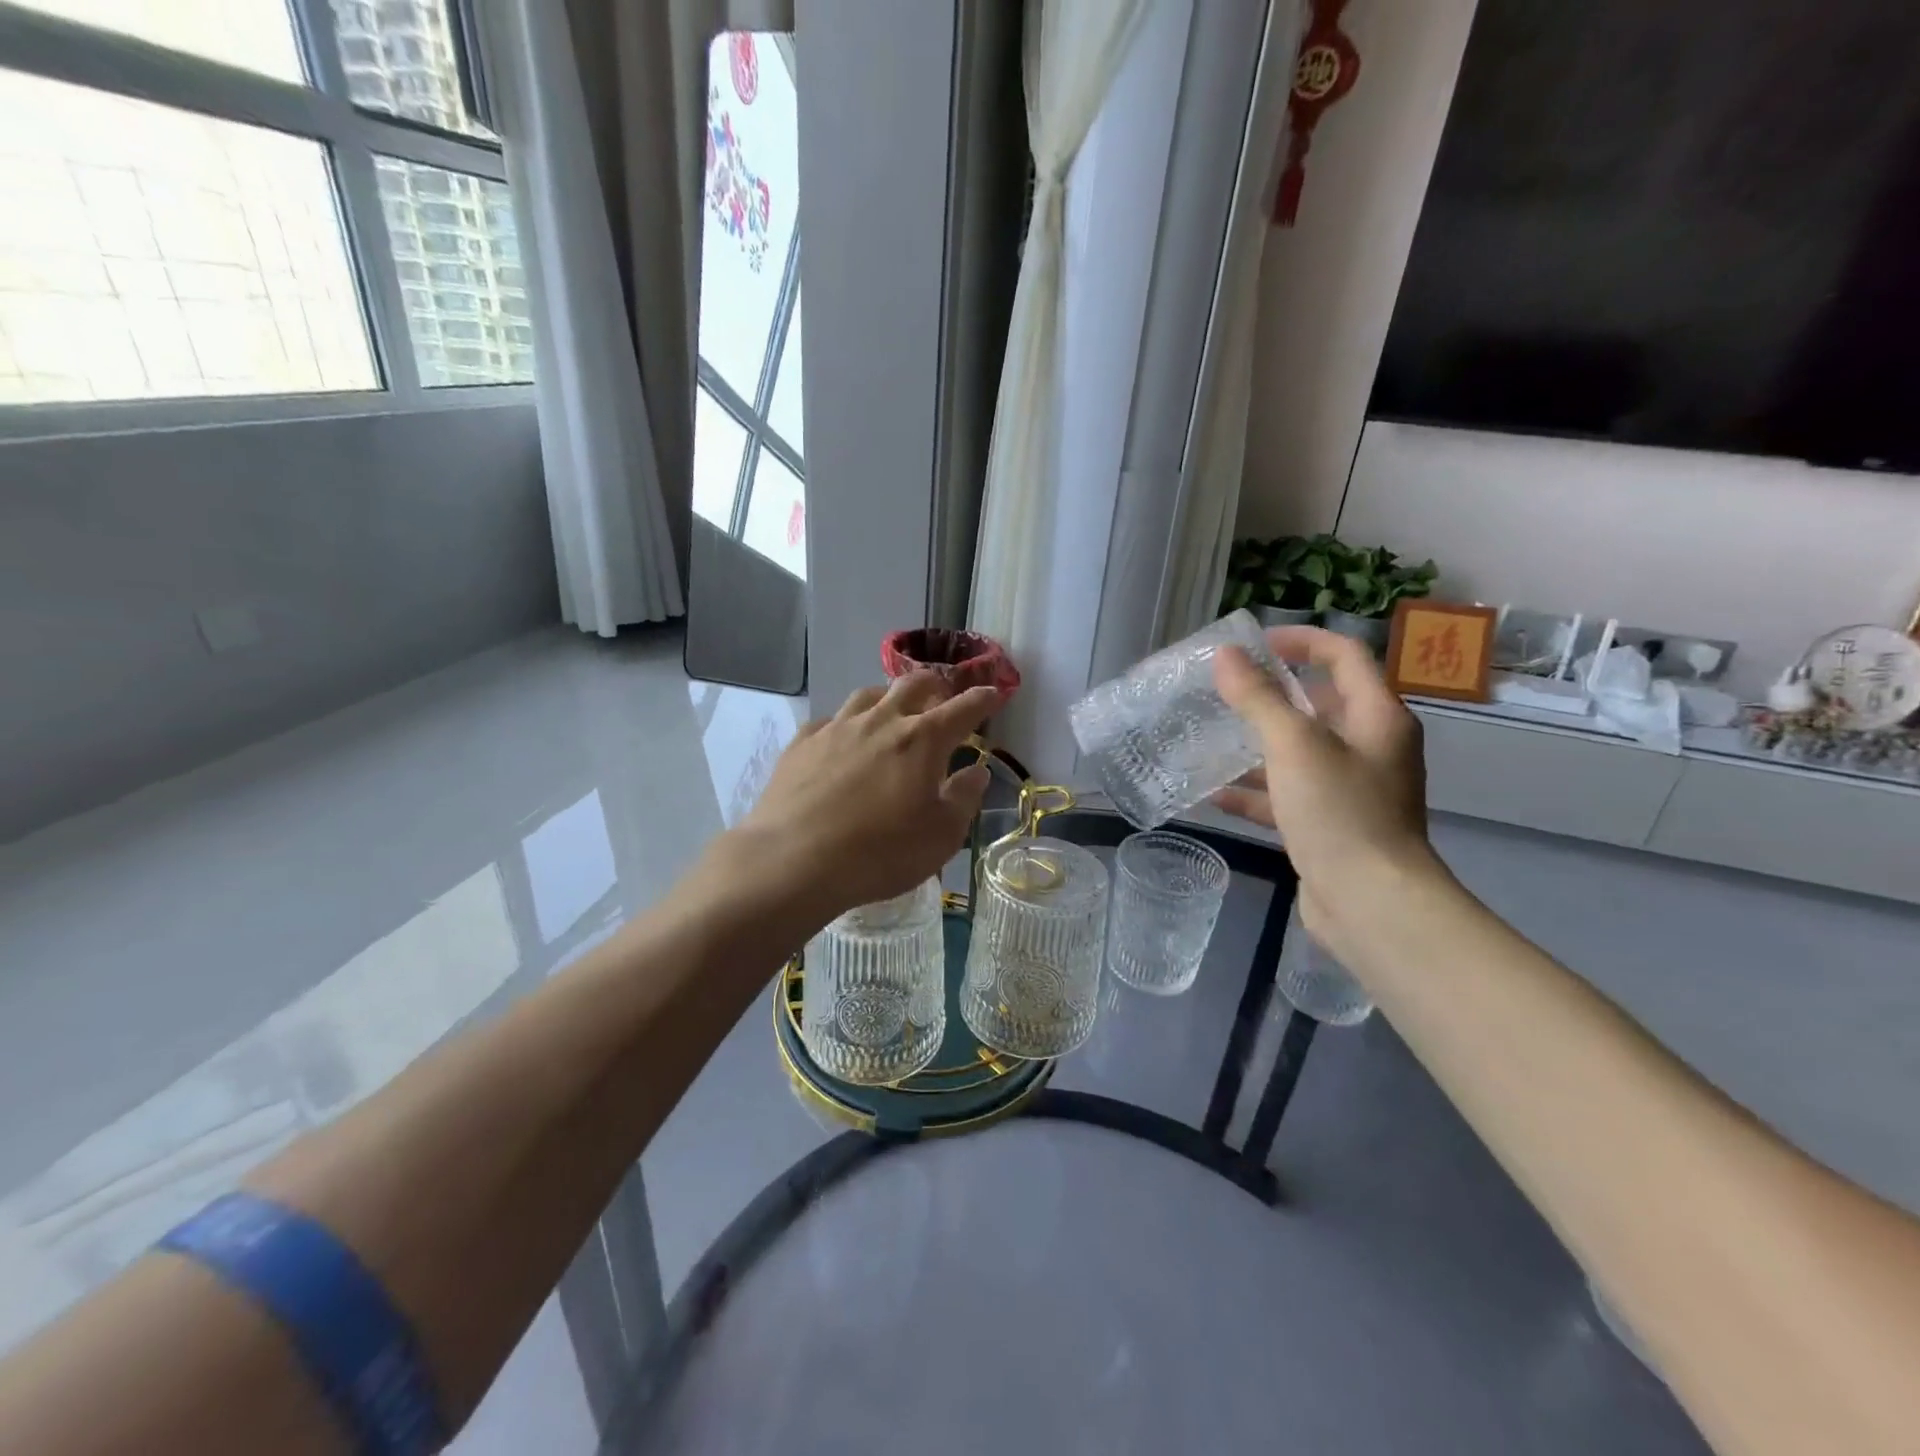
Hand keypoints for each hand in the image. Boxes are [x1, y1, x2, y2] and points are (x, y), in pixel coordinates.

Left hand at [725, 674, 1001, 923]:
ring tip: (892, 711)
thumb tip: (977, 772)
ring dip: (888, 697)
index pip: (963, 708)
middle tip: (942, 697)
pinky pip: (830, 720)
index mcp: (922, 740)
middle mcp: (881, 721)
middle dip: (935, 686)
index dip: (983, 698)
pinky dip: (846, 724)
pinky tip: (843, 740)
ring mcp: (838, 727)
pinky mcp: (803, 742)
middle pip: (913, 684)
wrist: (794, 859)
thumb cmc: (880, 852)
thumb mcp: (941, 836)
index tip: (994, 693)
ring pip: (868, 694)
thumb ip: (963, 799)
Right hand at [1212, 626, 1434, 945]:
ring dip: (1258, 746)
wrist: (1371, 903)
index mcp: (1377, 717)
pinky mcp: (1331, 826)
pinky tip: (1215, 796)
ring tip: (1211, 739)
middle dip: (1273, 696)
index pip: (1344, 656)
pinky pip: (1289, 796)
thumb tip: (1227, 656)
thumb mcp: (1294, 745)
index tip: (1255, 642)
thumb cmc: (1339, 811)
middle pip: (1321, 705)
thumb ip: (1258, 698)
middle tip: (1225, 692)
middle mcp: (1371, 748)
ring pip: (1300, 754)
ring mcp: (1352, 790)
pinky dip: (1257, 793)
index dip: (1302, 641)